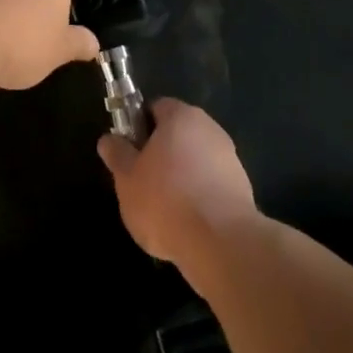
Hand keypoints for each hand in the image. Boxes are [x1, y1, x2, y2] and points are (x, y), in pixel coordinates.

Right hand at [98, 100, 258, 278]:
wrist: (222, 244)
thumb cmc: (166, 200)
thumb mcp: (126, 178)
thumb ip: (117, 154)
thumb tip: (109, 139)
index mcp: (181, 116)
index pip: (155, 108)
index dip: (138, 127)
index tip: (128, 152)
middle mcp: (210, 129)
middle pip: (177, 135)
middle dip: (160, 155)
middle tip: (141, 183)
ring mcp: (230, 159)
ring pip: (195, 162)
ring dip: (180, 179)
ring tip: (164, 211)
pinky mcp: (243, 189)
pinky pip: (211, 186)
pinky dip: (199, 199)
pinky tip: (187, 225)